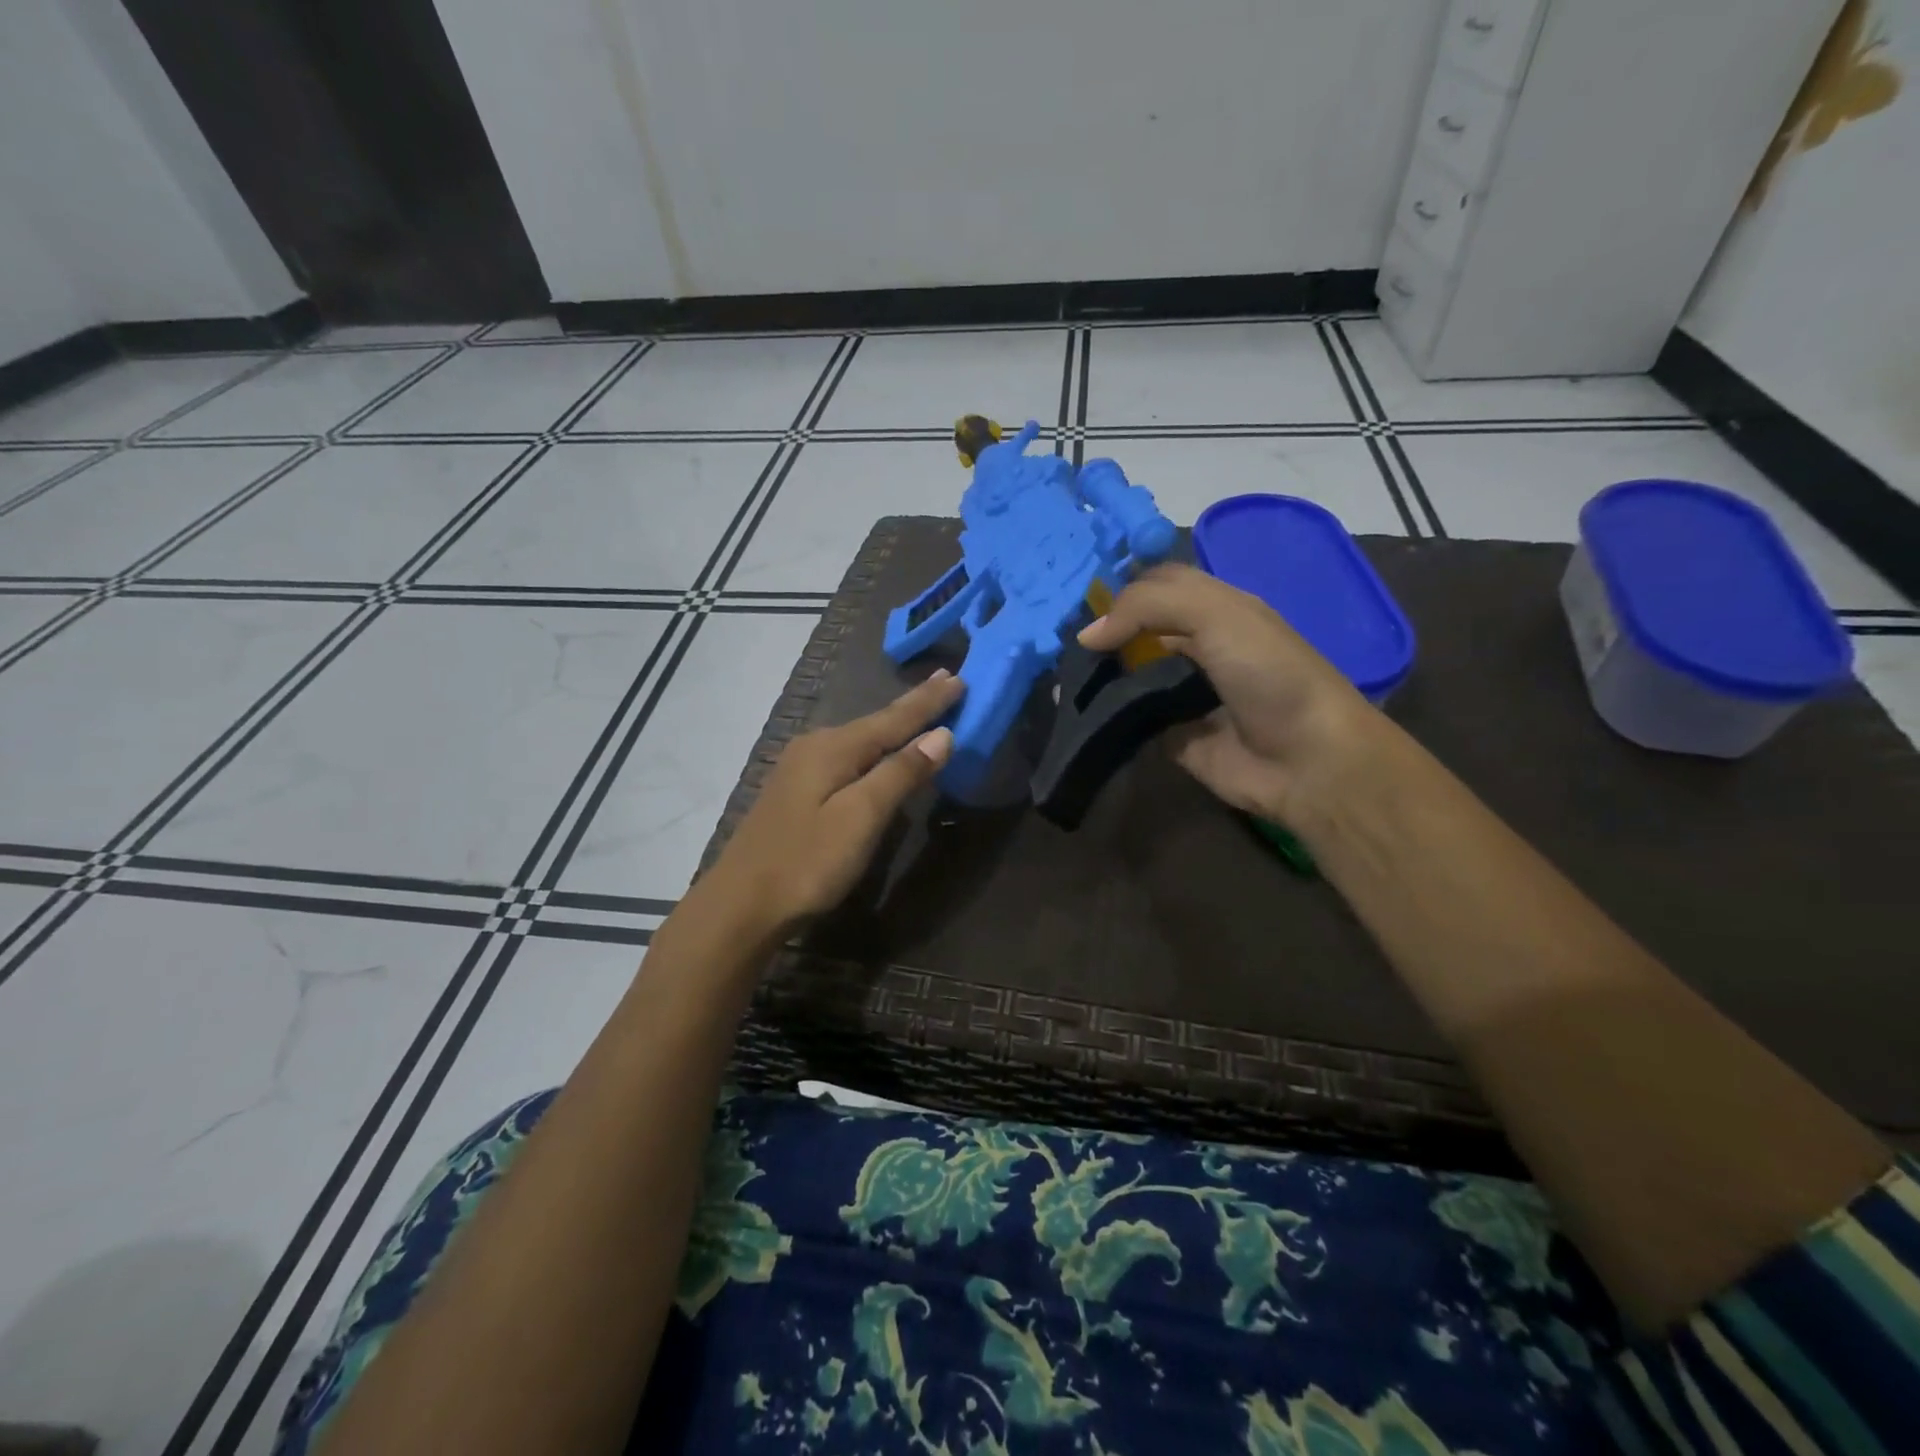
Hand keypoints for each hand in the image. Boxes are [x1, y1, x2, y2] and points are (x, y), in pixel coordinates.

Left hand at [705, 671, 964, 931]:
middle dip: (913, 706)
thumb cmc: (807, 863)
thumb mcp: (861, 818)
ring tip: (921, 710)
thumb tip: (942, 735)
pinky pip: (847, 757)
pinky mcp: (796, 791)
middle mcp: (816, 746)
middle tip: (947, 683)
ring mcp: (801, 768)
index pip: (894, 718)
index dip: (929, 701)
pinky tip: (879, 750)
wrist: (740, 905)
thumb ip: (900, 773)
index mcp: (834, 747)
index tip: (960, 678)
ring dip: (894, 725)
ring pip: (860, 739)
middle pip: (876, 722)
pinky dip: (874, 748)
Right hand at [1079, 564, 1374, 821]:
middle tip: (1060, 640)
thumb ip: (1148, 607)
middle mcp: (1199, 647)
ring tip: (1061, 674)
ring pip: (1130, 674)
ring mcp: (1184, 693)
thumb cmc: (1268, 674)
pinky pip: (1131, 720)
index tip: (1077, 601)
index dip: (1122, 589)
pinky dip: (1106, 717)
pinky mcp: (1172, 735)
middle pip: (1139, 630)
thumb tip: (1088, 635)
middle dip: (1105, 632)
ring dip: (1099, 674)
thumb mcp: (1216, 615)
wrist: (1306, 760)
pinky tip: (1077, 712)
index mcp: (1217, 609)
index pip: (1158, 585)